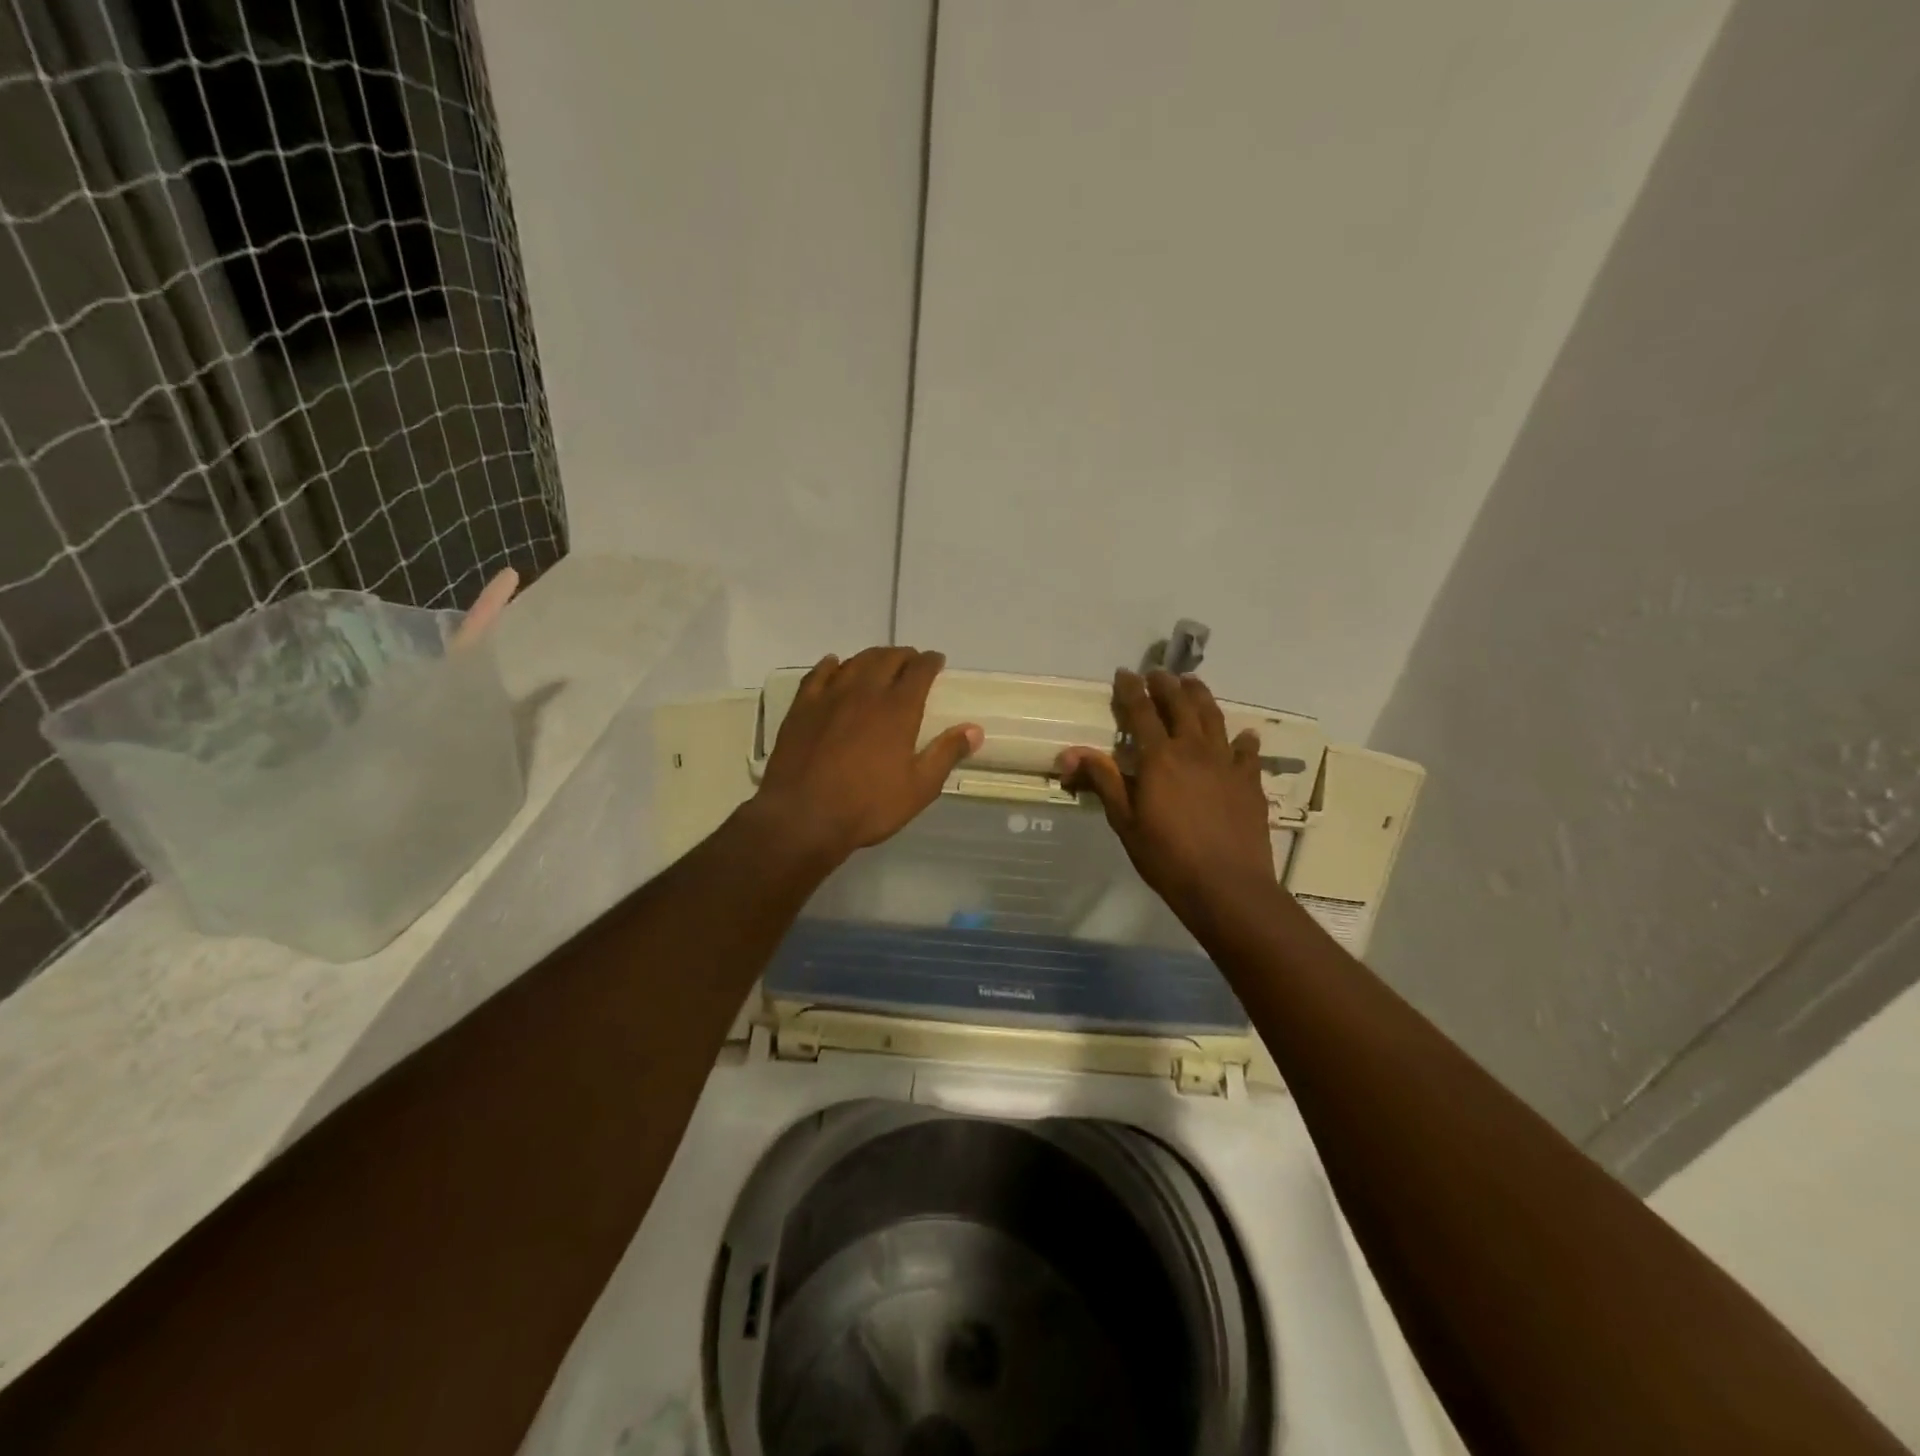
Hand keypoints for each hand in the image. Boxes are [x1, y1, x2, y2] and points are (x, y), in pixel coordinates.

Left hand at [752, 647, 982, 868]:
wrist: (802, 817)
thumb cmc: (867, 806)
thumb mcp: (919, 788)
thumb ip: (946, 754)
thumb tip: (975, 729)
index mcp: (898, 709)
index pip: (919, 670)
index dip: (931, 662)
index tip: (937, 662)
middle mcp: (865, 692)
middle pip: (887, 659)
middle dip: (904, 656)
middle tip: (911, 662)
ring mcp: (830, 696)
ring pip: (855, 662)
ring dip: (872, 657)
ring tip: (880, 662)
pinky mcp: (802, 707)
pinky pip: (819, 674)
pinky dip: (832, 665)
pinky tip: (835, 665)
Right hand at [1058, 669, 1274, 922]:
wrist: (1227, 886)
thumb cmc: (1166, 857)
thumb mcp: (1125, 821)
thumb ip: (1103, 781)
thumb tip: (1069, 752)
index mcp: (1159, 757)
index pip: (1141, 712)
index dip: (1131, 690)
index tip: (1125, 672)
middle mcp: (1194, 750)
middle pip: (1181, 705)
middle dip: (1167, 685)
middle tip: (1159, 672)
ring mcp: (1226, 763)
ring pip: (1214, 718)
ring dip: (1201, 697)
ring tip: (1193, 683)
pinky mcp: (1250, 781)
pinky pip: (1247, 752)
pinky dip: (1244, 739)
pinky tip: (1244, 735)